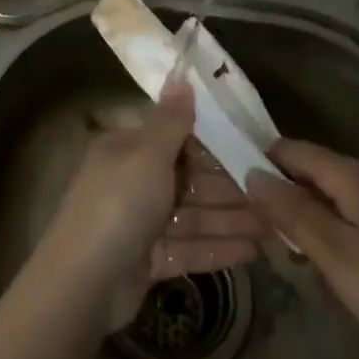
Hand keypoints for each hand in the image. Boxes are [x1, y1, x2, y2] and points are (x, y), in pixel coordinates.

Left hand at [41, 84, 262, 331]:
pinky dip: (218, 248)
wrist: (83, 284)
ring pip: (193, 216)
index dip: (214, 143)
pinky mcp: (148, 260)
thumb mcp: (147, 154)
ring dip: (231, 220)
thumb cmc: (118, 205)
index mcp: (127, 150)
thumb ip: (170, 120)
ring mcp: (140, 224)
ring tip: (274, 227)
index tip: (253, 147)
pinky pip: (188, 248)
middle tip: (275, 194)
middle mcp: (133, 182)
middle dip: (230, 188)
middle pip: (189, 180)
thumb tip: (180, 74)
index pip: (176, 139)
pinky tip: (253, 252)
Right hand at [245, 140, 358, 358]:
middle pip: (312, 173)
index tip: (229, 181)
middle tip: (253, 227)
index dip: (259, 159)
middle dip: (281, 194)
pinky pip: (353, 219)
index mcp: (351, 177)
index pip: (292, 150)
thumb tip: (252, 173)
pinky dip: (332, 234)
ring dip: (306, 219)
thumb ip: (293, 213)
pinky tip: (330, 268)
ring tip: (288, 253)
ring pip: (333, 199)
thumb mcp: (336, 253)